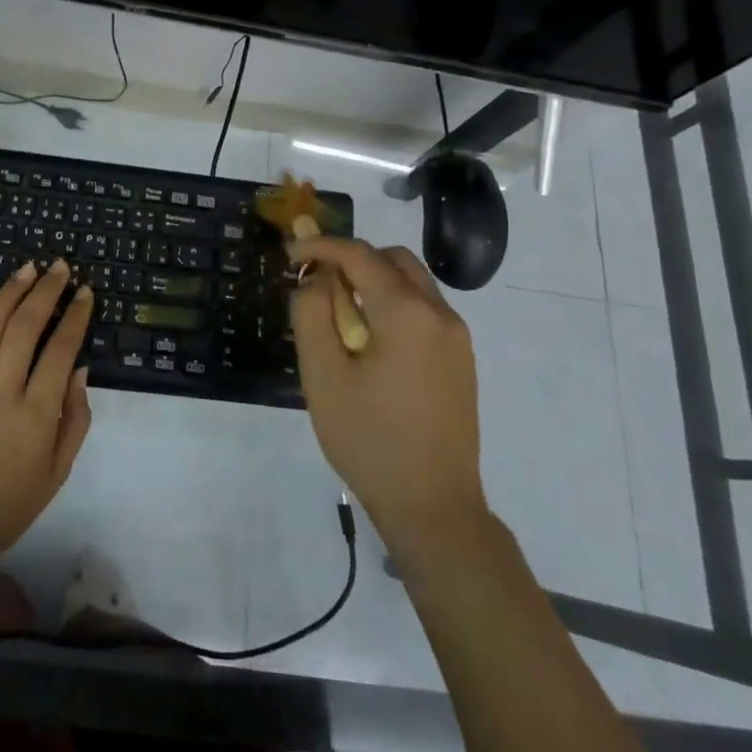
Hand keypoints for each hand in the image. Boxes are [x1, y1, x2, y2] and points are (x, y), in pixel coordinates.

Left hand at [0, 259, 93, 561]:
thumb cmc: (12, 504)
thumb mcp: (59, 470)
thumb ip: (75, 418)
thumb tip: (80, 369)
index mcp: (36, 415)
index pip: (61, 350)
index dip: (75, 317)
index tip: (85, 293)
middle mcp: (1, 393)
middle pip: (25, 328)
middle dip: (45, 291)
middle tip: (60, 267)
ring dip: (9, 293)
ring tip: (27, 268)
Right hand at [288, 238, 487, 558]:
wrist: (432, 505)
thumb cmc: (368, 438)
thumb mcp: (322, 375)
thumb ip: (311, 314)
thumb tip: (315, 279)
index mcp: (406, 312)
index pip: (359, 255)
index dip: (321, 246)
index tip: (290, 255)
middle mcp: (440, 314)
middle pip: (393, 259)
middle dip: (351, 259)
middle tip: (316, 282)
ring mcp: (457, 337)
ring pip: (412, 282)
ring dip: (373, 281)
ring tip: (338, 314)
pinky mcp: (461, 359)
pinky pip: (424, 310)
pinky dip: (392, 304)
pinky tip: (369, 340)